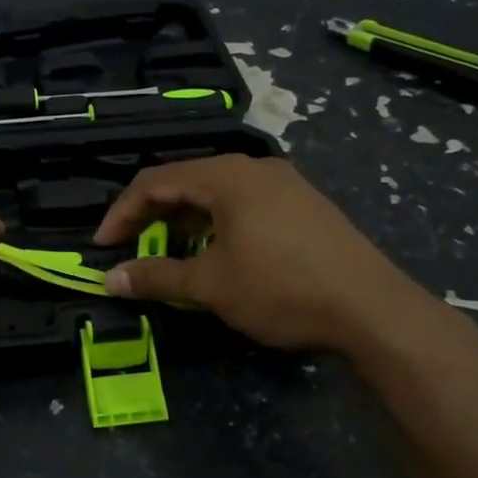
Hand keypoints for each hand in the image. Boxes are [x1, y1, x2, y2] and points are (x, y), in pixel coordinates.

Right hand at [92, 154, 459, 358]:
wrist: (374, 309)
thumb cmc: (281, 289)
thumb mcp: (211, 286)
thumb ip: (156, 277)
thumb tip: (109, 281)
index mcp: (226, 176)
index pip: (154, 181)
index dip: (121, 212)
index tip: (103, 246)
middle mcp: (254, 167)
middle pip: (186, 181)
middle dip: (152, 216)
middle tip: (132, 248)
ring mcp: (284, 183)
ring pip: (217, 193)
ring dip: (185, 221)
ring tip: (171, 254)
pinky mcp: (304, 204)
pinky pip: (244, 203)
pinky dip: (217, 223)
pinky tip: (219, 253)